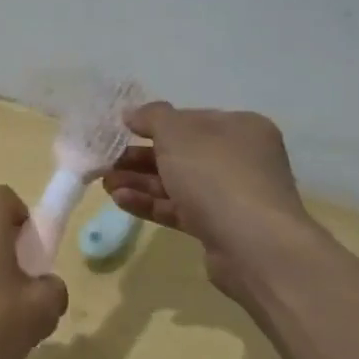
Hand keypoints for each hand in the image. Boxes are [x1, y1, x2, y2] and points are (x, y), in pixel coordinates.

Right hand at [105, 102, 322, 300]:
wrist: (253, 245)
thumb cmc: (216, 175)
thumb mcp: (178, 133)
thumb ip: (153, 117)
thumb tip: (133, 113)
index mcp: (240, 128)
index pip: (190, 120)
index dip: (154, 123)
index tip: (122, 130)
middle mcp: (239, 159)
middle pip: (181, 153)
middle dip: (140, 156)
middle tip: (107, 161)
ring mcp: (230, 196)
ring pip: (176, 183)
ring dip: (139, 181)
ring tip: (105, 183)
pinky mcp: (218, 227)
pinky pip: (178, 209)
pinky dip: (150, 203)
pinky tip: (120, 200)